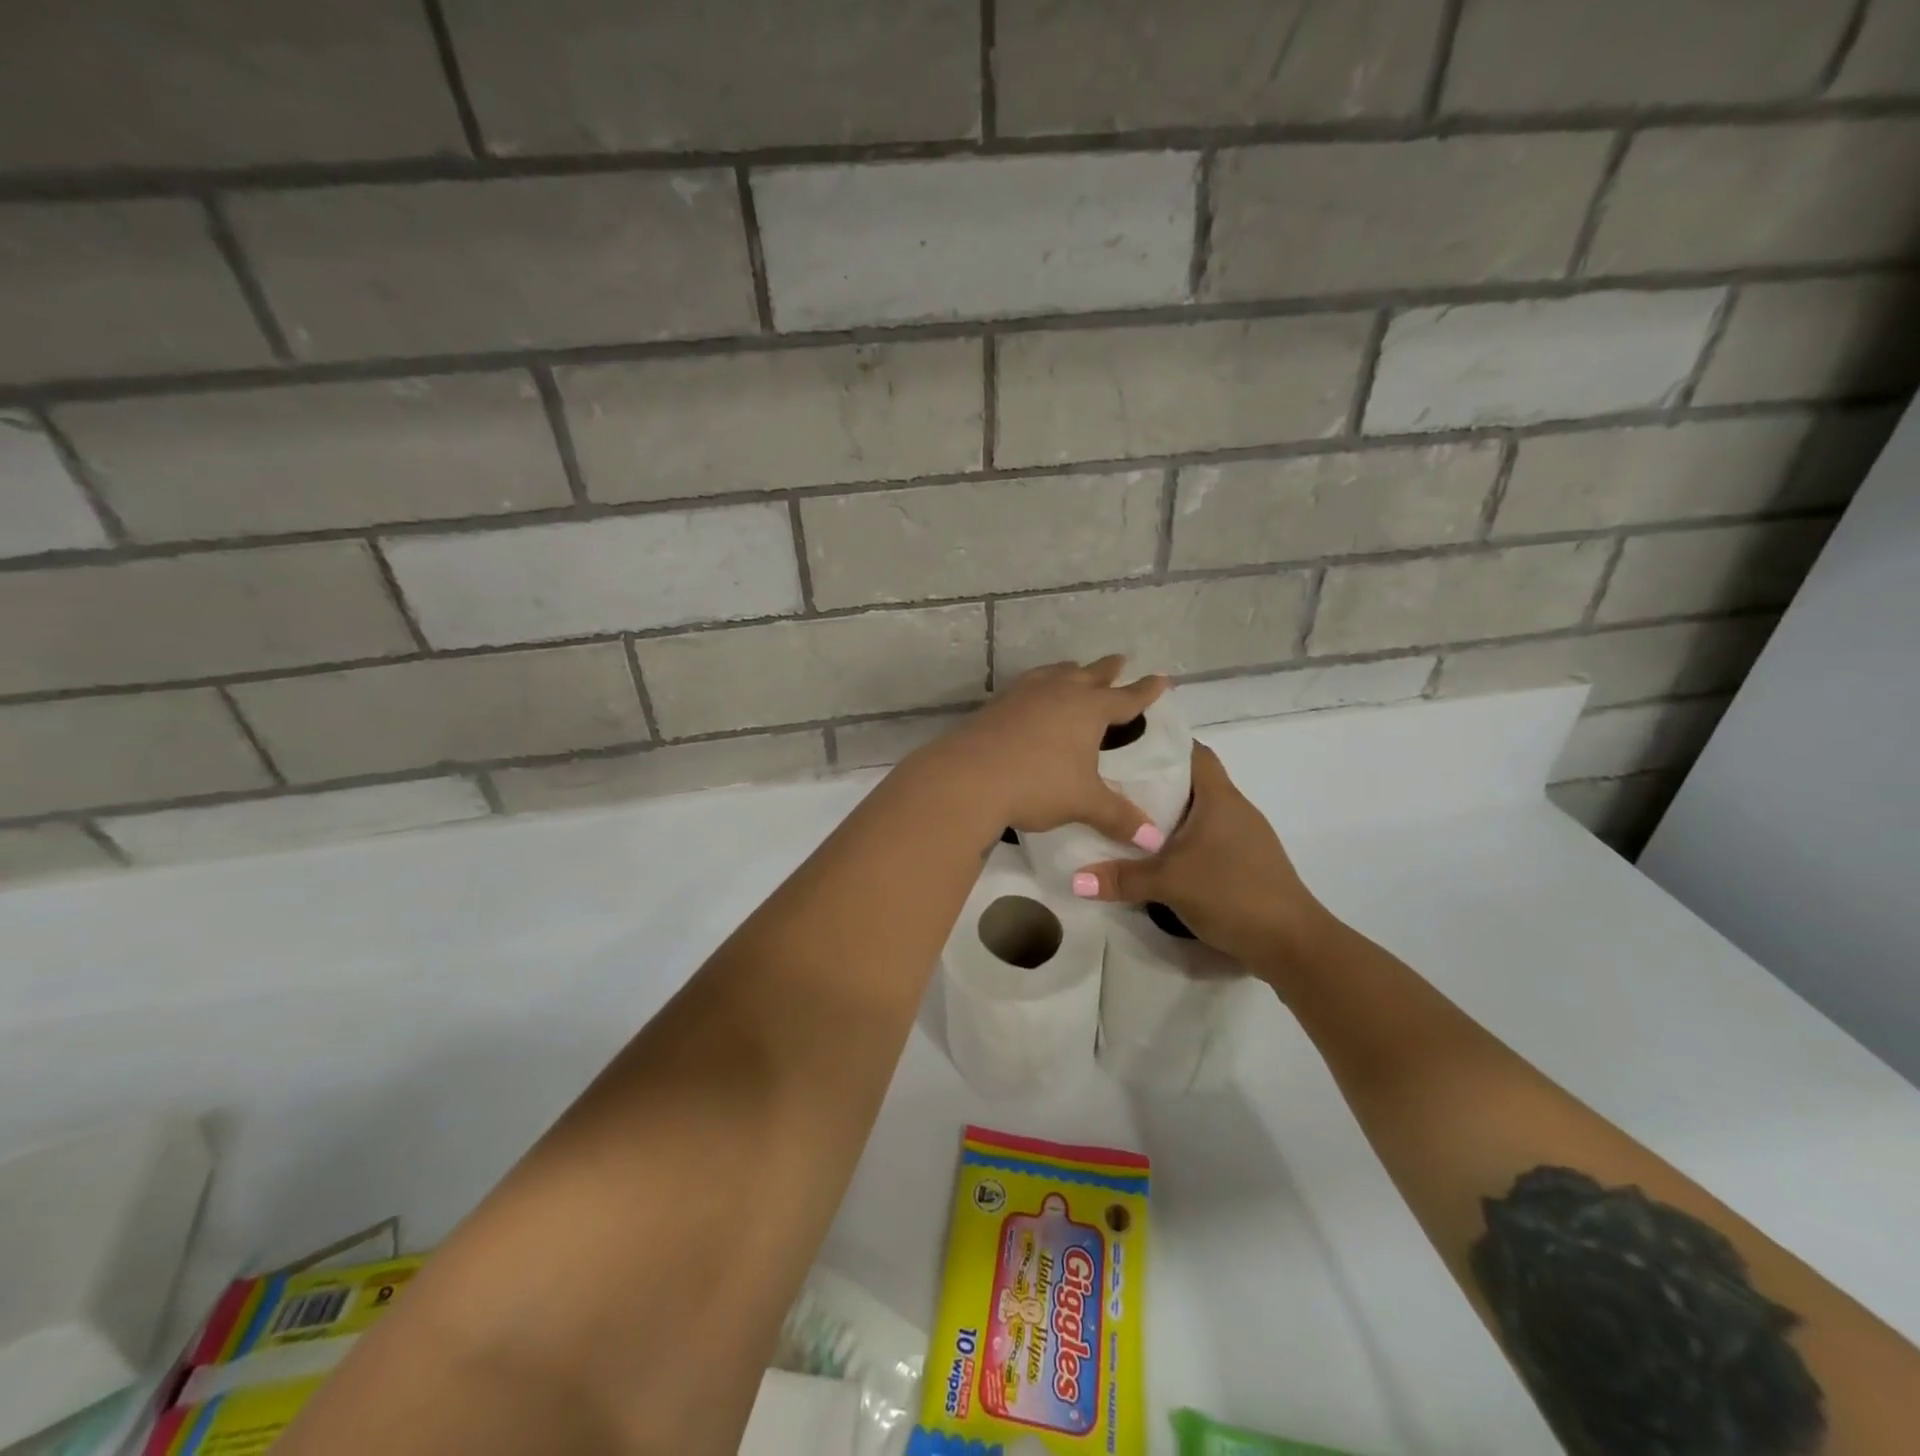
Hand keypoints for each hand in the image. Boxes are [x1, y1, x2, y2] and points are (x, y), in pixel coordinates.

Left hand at [919, 657, 1168, 847]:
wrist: (968, 777)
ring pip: (1054, 674)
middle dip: (1108, 670)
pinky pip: (1025, 686)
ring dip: (1069, 671)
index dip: (1146, 691)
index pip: (1126, 698)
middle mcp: (1059, 693)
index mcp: (1089, 710)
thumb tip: (1154, 840)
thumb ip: (1119, 817)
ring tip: (1074, 670)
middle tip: (1120, 661)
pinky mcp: (996, 705)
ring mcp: (1024, 695)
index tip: (1162, 679)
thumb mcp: (1083, 802)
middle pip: (1090, 675)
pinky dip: (1038, 685)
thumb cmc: (1037, 784)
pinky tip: (1031, 696)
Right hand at [1076, 743, 1331, 967]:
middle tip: (1114, 787)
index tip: (1127, 749)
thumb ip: (1121, 878)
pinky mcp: (1246, 863)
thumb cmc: (1232, 892)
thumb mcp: (1169, 882)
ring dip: (1169, 816)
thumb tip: (1075, 879)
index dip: (1163, 746)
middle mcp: (1235, 809)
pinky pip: (1208, 838)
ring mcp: (1244, 837)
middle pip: (1193, 782)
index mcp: (1220, 798)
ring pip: (1200, 813)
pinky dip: (1183, 840)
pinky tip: (1160, 857)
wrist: (1291, 942)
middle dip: (1156, 784)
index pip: (1193, 752)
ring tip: (1128, 820)